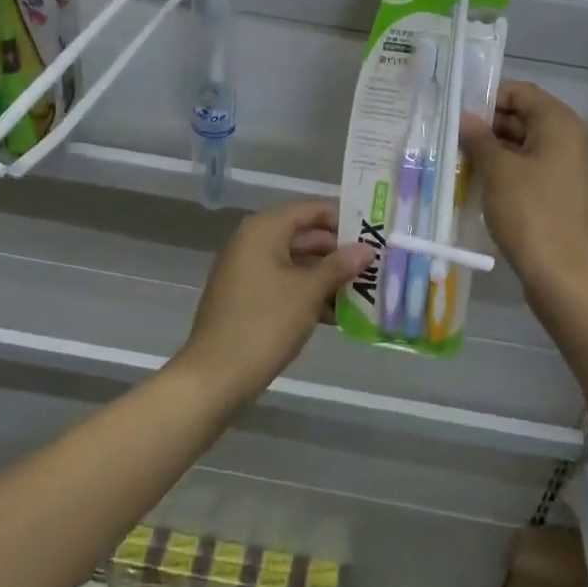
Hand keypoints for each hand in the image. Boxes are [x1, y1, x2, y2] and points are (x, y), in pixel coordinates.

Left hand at [176, 202, 372, 405]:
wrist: (215, 376)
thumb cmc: (266, 322)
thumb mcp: (309, 291)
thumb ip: (340, 266)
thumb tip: (367, 249)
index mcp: (264, 229)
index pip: (311, 210)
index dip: (342, 220)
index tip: (371, 237)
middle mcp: (252, 242)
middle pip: (303, 236)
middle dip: (337, 253)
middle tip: (372, 268)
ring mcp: (246, 271)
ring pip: (295, 264)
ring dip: (325, 278)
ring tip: (361, 294)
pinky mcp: (245, 298)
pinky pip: (282, 284)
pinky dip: (306, 294)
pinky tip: (334, 315)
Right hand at [461, 81, 587, 298]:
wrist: (565, 276)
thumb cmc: (531, 213)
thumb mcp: (498, 171)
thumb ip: (479, 138)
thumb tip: (465, 117)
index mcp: (560, 123)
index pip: (521, 92)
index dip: (488, 97)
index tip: (456, 112)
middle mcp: (570, 139)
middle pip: (524, 117)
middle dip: (487, 126)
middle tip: (450, 137)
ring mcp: (569, 169)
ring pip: (525, 146)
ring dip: (493, 151)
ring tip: (457, 160)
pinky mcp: (562, 194)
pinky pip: (531, 170)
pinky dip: (507, 172)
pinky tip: (478, 184)